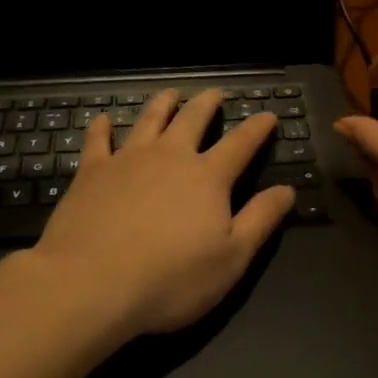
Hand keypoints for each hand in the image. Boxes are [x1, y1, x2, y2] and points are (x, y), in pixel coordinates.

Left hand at [31, 89, 295, 336]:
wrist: (90, 284)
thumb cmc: (170, 279)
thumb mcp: (231, 258)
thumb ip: (260, 220)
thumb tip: (287, 189)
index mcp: (207, 177)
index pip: (241, 143)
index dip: (257, 128)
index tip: (268, 114)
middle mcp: (170, 156)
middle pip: (193, 119)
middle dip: (208, 103)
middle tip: (216, 93)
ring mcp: (128, 159)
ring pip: (149, 120)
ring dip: (163, 104)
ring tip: (170, 93)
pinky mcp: (92, 172)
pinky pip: (98, 140)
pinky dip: (102, 127)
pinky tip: (102, 120)